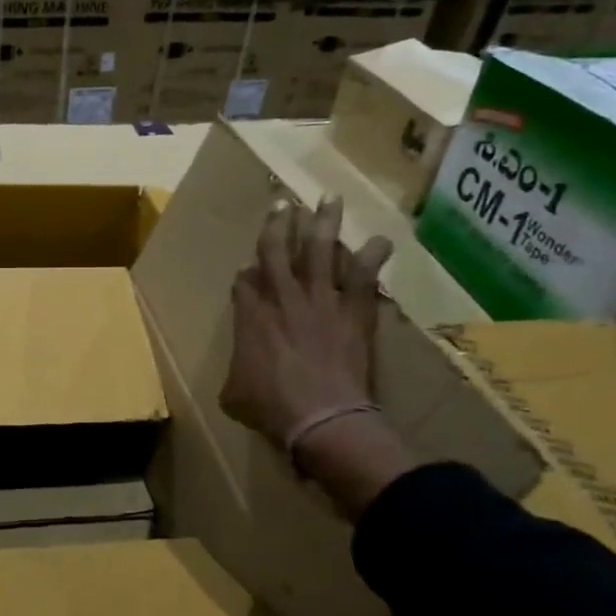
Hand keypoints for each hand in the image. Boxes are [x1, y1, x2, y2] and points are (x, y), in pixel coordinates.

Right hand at [219, 195, 390, 443]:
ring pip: (319, 250)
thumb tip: (239, 373)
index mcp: (249, 315)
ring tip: (329, 199)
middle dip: (277, 225)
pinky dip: (373, 257)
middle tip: (282, 203)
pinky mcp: (353, 311)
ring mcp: (320, 300)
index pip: (244, 281)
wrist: (321, 417)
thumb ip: (235, 372)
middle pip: (275, 250)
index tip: (248, 271)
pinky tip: (382, 240)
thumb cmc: (270, 408)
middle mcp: (281, 297)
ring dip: (323, 223)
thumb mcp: (233, 393)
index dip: (246, 274)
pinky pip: (364, 277)